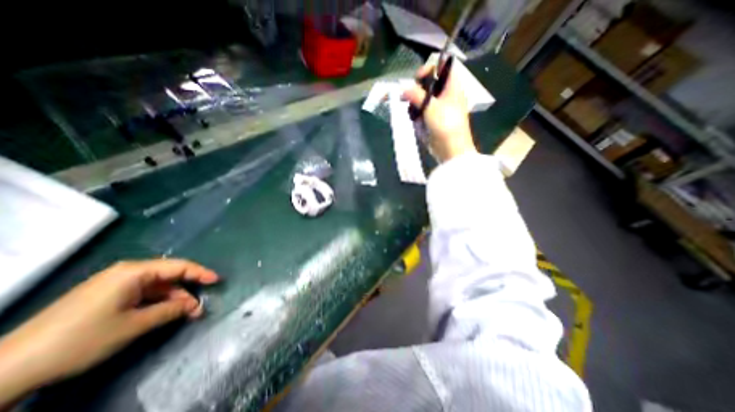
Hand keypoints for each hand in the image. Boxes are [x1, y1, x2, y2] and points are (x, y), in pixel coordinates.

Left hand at [1, 260, 217, 406]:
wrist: (9, 367)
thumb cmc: (82, 338)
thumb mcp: (135, 325)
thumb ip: (171, 310)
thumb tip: (195, 306)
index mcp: (134, 272)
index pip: (179, 266)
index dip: (201, 272)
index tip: (217, 281)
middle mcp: (127, 273)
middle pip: (168, 276)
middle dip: (186, 290)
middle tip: (199, 307)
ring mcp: (115, 284)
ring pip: (156, 287)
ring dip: (173, 299)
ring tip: (185, 315)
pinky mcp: (106, 296)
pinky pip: (142, 294)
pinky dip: (157, 303)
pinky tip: (164, 314)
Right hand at [401, 62, 477, 162]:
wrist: (450, 149)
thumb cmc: (445, 125)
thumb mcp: (431, 107)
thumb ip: (416, 95)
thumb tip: (403, 89)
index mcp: (452, 86)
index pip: (443, 66)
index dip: (431, 67)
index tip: (418, 77)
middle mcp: (446, 94)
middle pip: (430, 82)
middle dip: (418, 89)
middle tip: (409, 97)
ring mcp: (438, 108)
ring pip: (423, 98)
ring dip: (415, 103)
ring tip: (412, 112)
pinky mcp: (432, 119)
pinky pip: (421, 111)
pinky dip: (416, 114)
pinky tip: (414, 119)